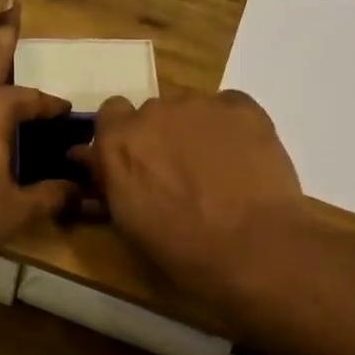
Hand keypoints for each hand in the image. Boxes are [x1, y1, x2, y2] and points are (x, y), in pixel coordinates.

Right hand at [77, 91, 304, 311]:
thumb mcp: (127, 222)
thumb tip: (100, 165)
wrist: (254, 247)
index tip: (135, 160)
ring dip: (195, 131)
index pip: (110, 115)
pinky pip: (228, 108)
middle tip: (179, 172)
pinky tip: (243, 159)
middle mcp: (152, 112)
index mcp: (118, 142)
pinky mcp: (242, 106)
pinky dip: (230, 127)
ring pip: (190, 110)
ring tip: (217, 169)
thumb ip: (111, 183)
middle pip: (152, 113)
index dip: (123, 136)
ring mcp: (199, 105)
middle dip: (161, 136)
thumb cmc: (182, 249)